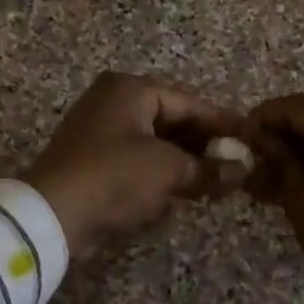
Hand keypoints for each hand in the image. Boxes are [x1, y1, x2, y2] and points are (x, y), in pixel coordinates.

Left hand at [21, 72, 252, 256]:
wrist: (51, 214)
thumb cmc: (114, 176)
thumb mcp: (168, 169)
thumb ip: (209, 167)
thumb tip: (244, 171)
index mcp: (131, 89)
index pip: (191, 103)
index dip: (224, 124)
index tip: (252, 139)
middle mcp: (114, 101)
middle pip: (173, 120)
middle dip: (205, 145)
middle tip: (238, 164)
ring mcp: (100, 130)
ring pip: (157, 141)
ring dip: (186, 161)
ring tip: (219, 181)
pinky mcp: (93, 159)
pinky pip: (138, 158)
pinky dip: (162, 171)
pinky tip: (187, 190)